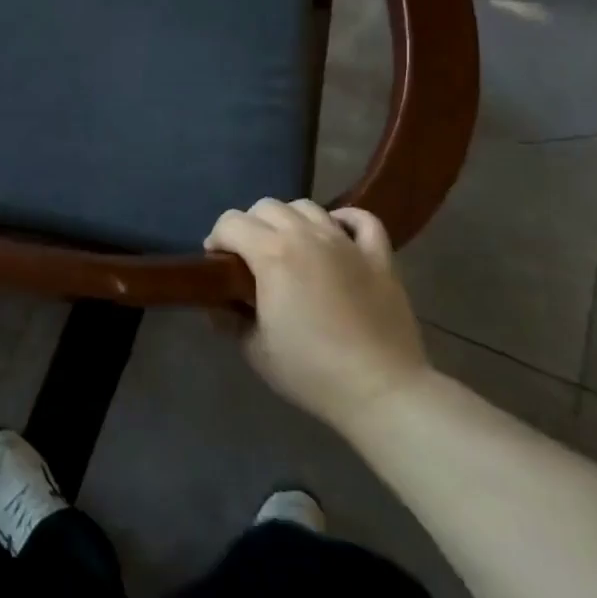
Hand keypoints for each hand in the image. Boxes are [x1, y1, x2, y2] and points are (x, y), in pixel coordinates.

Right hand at [207, 201, 430, 431]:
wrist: (381, 390)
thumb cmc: (311, 371)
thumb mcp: (255, 350)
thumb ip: (228, 320)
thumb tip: (215, 306)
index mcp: (272, 254)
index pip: (231, 223)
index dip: (217, 238)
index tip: (216, 263)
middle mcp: (307, 236)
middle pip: (267, 207)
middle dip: (249, 225)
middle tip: (250, 258)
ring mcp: (346, 243)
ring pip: (308, 207)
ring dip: (290, 220)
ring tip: (289, 247)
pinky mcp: (379, 257)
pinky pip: (362, 220)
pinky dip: (345, 219)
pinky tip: (336, 234)